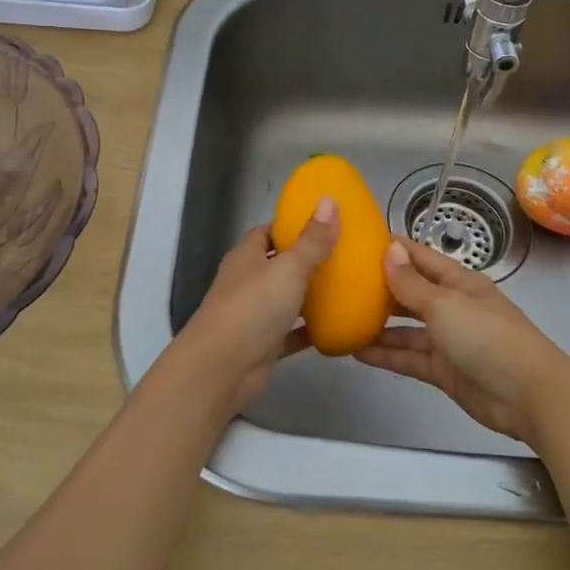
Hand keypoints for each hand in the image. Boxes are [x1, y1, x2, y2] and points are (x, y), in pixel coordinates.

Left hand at [170, 199, 338, 408]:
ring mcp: (254, 316)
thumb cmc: (252, 308)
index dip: (290, 226)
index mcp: (246, 257)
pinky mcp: (264, 345)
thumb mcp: (288, 268)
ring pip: (286, 299)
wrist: (221, 369)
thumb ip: (311, 240)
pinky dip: (311, 329)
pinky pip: (292, 333)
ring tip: (347, 285)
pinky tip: (338, 325)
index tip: (322, 222)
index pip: (267, 232)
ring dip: (310, 295)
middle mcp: (247, 282)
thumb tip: (328, 200)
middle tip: (343, 253)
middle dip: (306, 259)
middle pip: (278, 265)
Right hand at [356, 237, 569, 446]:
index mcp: (459, 282)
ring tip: (342, 320)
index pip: (422, 258)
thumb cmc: (488, 337)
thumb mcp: (445, 305)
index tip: (360, 242)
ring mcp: (448, 340)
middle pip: (412, 293)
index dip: (394, 249)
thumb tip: (390, 250)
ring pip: (407, 329)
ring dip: (379, 326)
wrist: (528, 396)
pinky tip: (357, 352)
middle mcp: (453, 307)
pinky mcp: (444, 371)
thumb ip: (412, 284)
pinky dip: (386, 355)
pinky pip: (409, 358)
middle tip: (342, 283)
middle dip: (381, 288)